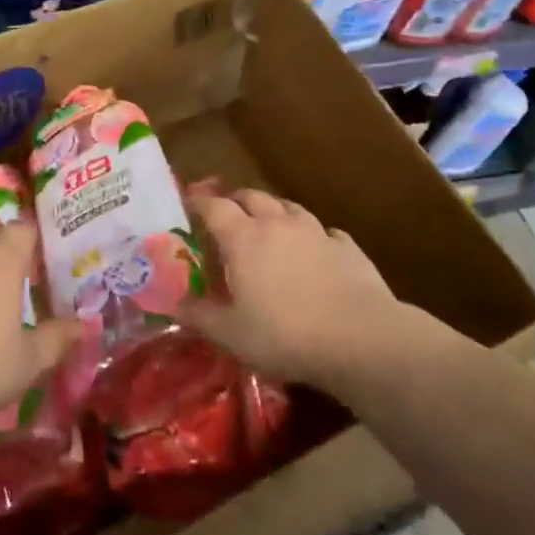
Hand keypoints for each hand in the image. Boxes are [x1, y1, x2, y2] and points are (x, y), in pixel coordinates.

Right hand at [178, 188, 438, 392]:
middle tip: (226, 211)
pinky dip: (313, 236)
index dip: (197, 201)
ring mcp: (315, 232)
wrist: (361, 339)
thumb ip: (199, 315)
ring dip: (273, 211)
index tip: (187, 201)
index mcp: (243, 237)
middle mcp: (276, 223)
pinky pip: (324, 232)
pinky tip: (315, 250)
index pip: (213, 206)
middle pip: (251, 196)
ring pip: (288, 207)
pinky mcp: (347, 247)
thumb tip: (173, 302)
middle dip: (235, 199)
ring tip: (268, 224)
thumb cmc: (285, 334)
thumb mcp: (231, 333)